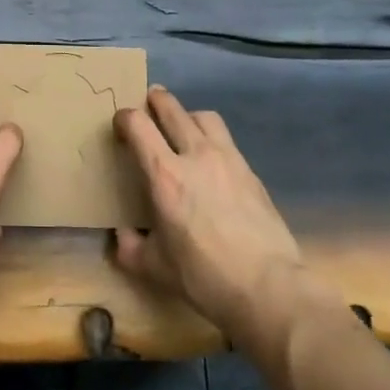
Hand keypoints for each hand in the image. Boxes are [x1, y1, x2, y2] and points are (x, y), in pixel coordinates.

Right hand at [112, 87, 347, 354]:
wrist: (269, 288)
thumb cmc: (204, 277)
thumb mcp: (154, 268)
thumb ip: (131, 247)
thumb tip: (123, 234)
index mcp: (164, 174)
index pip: (138, 124)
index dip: (124, 118)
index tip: (120, 126)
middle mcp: (195, 155)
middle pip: (172, 108)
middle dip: (155, 101)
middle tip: (148, 106)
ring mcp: (228, 159)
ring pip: (204, 116)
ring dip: (187, 115)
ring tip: (183, 130)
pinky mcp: (251, 172)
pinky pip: (226, 141)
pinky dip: (212, 140)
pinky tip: (212, 163)